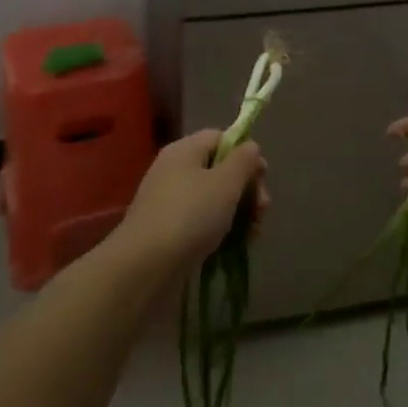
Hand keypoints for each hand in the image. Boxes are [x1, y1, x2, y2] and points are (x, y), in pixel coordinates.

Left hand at [117, 130, 268, 274]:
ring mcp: (170, 202)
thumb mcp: (225, 183)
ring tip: (253, 234)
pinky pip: (201, 222)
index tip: (263, 177)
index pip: (221, 138)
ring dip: (238, 212)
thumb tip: (250, 146)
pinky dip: (220, 230)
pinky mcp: (168, 231)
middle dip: (246, 188)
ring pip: (213, 199)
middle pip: (220, 169)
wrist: (144, 267)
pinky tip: (235, 246)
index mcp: (184, 150)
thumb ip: (243, 160)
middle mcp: (174, 171)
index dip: (245, 153)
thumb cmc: (190, 216)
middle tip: (261, 211)